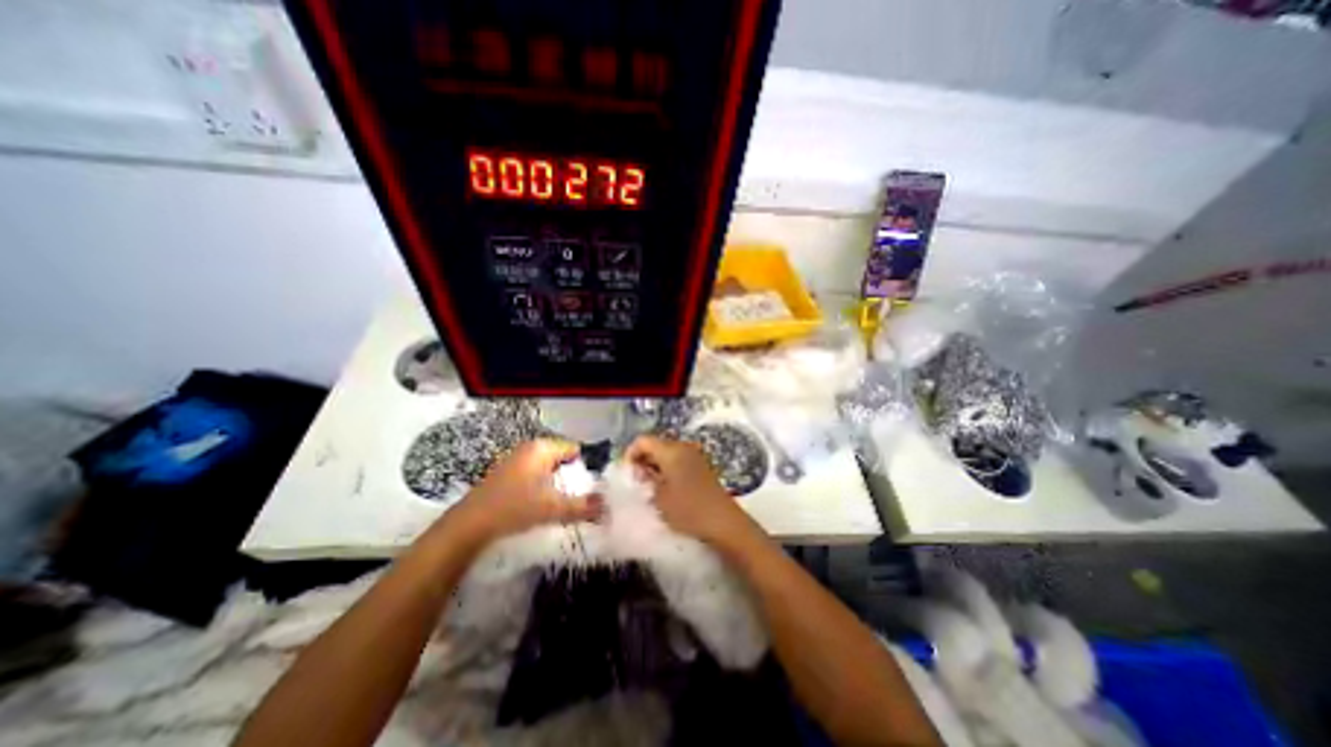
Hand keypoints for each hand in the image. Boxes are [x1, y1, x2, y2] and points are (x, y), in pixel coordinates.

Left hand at [444, 439, 601, 549]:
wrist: (468, 526)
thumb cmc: (513, 508)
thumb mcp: (552, 508)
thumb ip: (583, 507)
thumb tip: (607, 507)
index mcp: (542, 448)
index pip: (574, 449)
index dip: (585, 467)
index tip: (592, 486)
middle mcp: (529, 448)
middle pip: (561, 459)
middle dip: (572, 476)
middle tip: (580, 497)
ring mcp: (516, 460)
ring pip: (547, 468)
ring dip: (557, 483)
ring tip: (564, 503)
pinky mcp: (506, 474)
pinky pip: (534, 475)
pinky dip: (542, 487)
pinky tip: (542, 505)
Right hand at [628, 435, 753, 545]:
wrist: (723, 522)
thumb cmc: (688, 509)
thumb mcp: (659, 497)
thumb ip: (646, 479)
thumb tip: (640, 471)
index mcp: (671, 450)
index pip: (642, 441)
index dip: (630, 454)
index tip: (626, 474)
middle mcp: (683, 447)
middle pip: (655, 445)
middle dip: (642, 460)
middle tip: (635, 482)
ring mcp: (694, 456)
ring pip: (667, 454)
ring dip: (655, 466)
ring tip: (648, 487)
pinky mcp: (701, 466)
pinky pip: (678, 461)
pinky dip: (667, 470)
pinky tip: (665, 489)